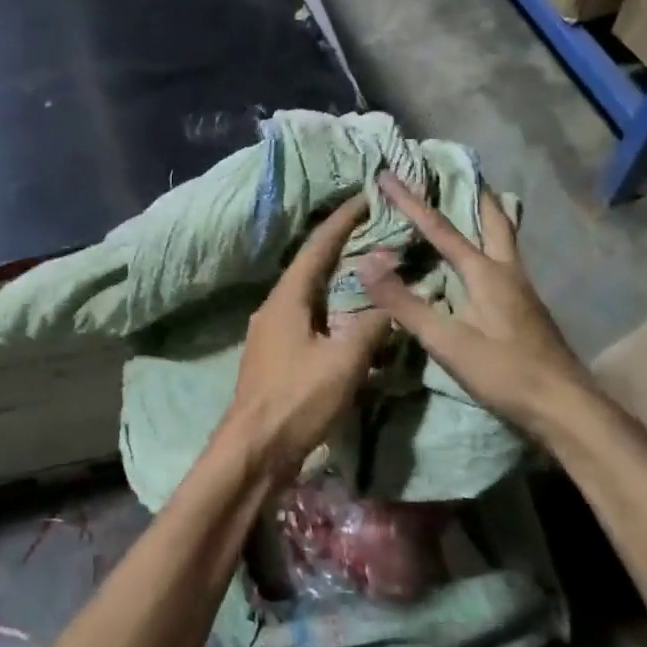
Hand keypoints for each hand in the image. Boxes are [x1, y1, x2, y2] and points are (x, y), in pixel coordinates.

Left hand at [219, 195, 390, 487]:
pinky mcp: (275, 354)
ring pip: (310, 293)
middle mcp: (275, 305)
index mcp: (287, 297)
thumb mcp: (344, 362)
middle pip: (312, 265)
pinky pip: (308, 317)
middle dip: (342, 246)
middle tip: (375, 230)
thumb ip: (372, 325)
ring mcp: (271, 330)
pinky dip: (333, 307)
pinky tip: (351, 317)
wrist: (253, 450)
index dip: (343, 220)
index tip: (366, 197)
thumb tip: (393, 298)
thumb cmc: (297, 400)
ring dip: (338, 279)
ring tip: (369, 268)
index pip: (318, 246)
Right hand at [357, 172, 586, 428]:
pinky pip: (504, 259)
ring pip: (504, 238)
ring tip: (469, 204)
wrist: (566, 407)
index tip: (389, 174)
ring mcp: (522, 289)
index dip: (411, 201)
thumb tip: (365, 265)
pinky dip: (489, 243)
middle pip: (494, 219)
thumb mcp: (447, 341)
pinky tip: (479, 261)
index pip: (440, 228)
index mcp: (485, 272)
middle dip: (474, 192)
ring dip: (486, 215)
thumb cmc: (505, 372)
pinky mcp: (526, 308)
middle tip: (458, 172)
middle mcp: (507, 270)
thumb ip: (404, 303)